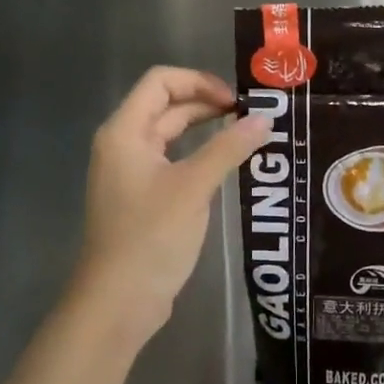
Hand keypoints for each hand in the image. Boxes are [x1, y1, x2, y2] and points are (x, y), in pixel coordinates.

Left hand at [73, 67, 270, 342]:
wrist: (118, 302)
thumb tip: (265, 117)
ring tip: (247, 133)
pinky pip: (173, 161)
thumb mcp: (193, 188)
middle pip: (166, 106)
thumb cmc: (150, 237)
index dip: (199, 82)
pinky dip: (199, 155)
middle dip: (207, 104)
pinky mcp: (142, 196)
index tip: (236, 100)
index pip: (160, 82)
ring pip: (171, 134)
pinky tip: (228, 164)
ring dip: (206, 129)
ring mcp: (131, 172)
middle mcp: (124, 144)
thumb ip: (228, 148)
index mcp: (125, 132)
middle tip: (252, 114)